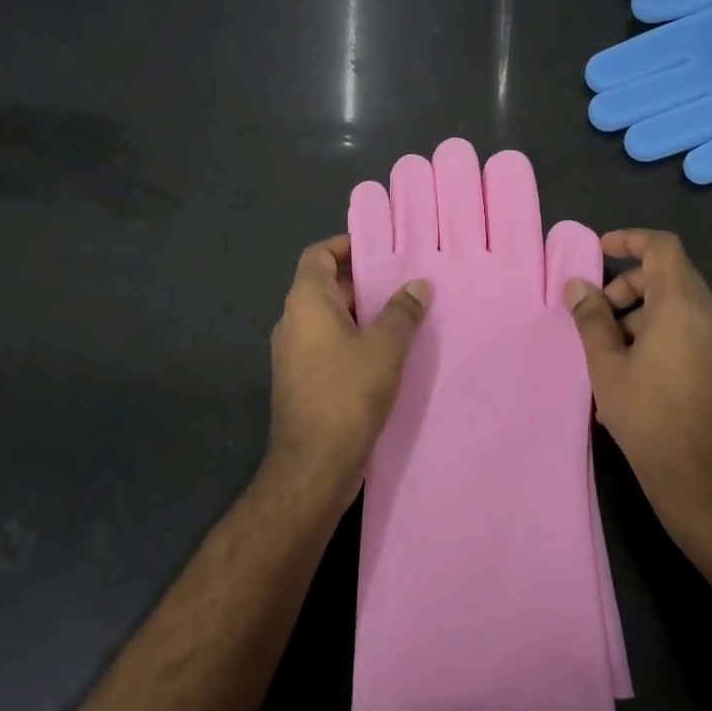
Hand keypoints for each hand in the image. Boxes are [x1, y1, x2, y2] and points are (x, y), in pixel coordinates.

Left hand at [268, 235, 430, 506]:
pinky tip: (387, 354)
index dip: (344, 246)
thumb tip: (418, 285)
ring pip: (328, 319)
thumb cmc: (347, 393)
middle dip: (362, 282)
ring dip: (361, 314)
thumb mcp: (385, 347)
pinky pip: (328, 346)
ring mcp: (294, 354)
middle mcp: (293, 322)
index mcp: (306, 302)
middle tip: (402, 283)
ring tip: (402, 315)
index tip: (379, 250)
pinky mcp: (302, 381)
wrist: (314, 464)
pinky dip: (353, 340)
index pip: (318, 255)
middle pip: (324, 286)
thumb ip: (402, 311)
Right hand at [564, 230, 711, 544]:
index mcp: (681, 305)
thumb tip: (578, 287)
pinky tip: (630, 367)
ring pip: (676, 301)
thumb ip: (591, 319)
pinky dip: (656, 328)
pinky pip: (686, 325)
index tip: (600, 250)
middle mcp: (707, 313)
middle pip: (668, 273)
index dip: (630, 240)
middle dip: (628, 282)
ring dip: (639, 309)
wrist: (701, 476)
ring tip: (607, 346)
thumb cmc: (648, 415)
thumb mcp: (606, 365)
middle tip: (596, 311)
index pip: (662, 247)